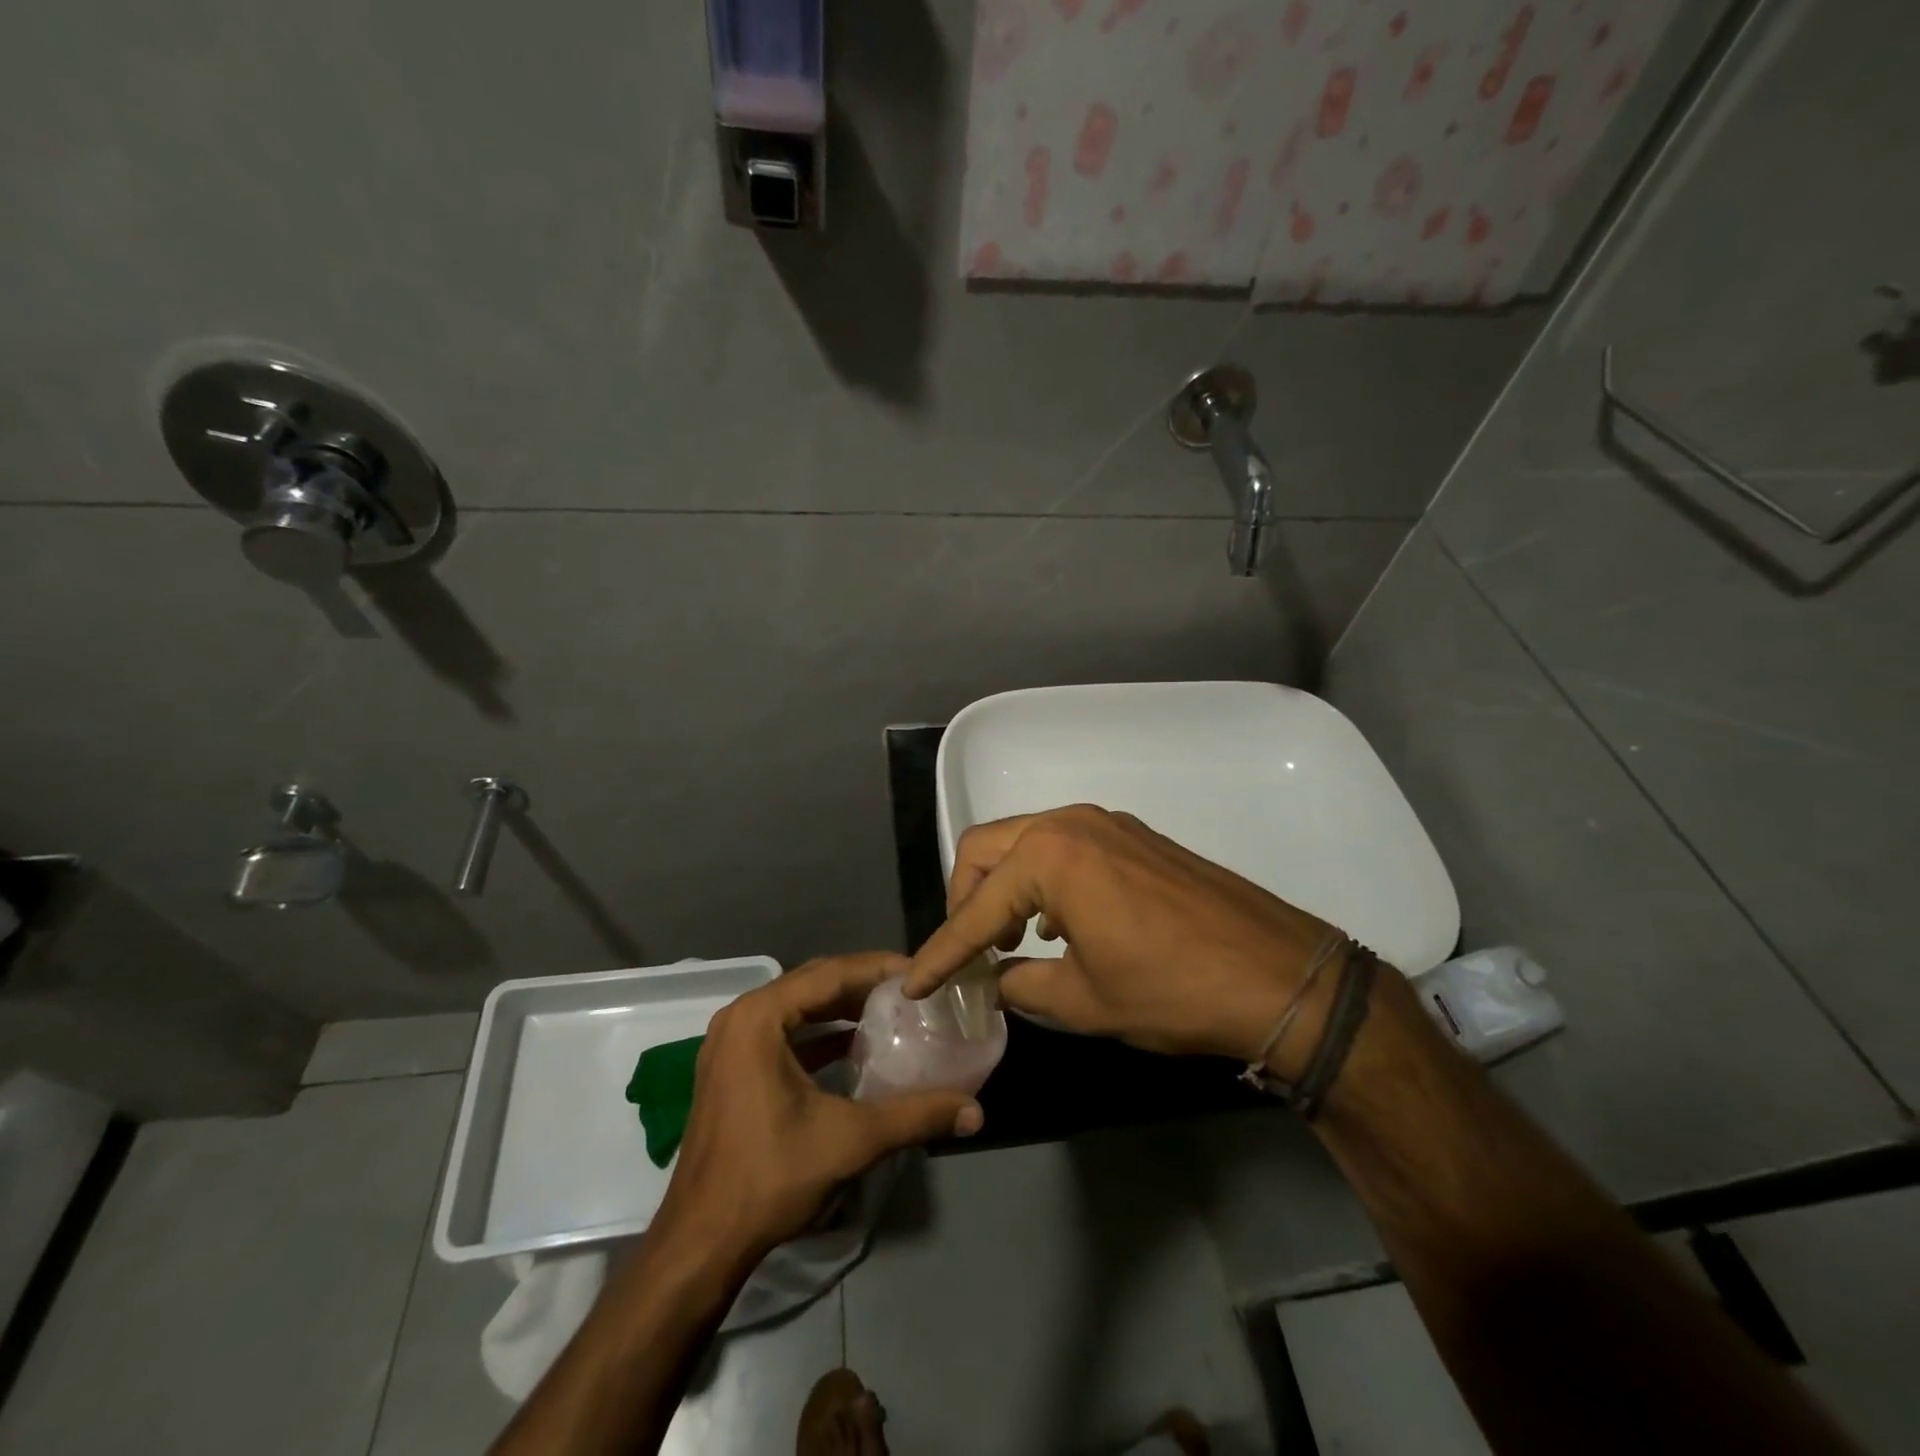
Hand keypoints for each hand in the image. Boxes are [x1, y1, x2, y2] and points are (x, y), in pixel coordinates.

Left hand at [650, 952, 983, 1263]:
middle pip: (813, 983)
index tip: (920, 972)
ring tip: (892, 1009)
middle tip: (912, 989)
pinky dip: (820, 1032)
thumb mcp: (850, 1140)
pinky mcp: (733, 1068)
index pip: (829, 973)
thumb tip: (975, 1111)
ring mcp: (731, 1043)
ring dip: (842, 1006)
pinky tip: (856, 1044)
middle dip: (863, 983)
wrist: (701, 1242)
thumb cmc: (770, 1178)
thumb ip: (915, 1116)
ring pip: (798, 1006)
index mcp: (759, 1018)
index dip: (878, 968)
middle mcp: (740, 1017)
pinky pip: (784, 1031)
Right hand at [905, 806, 1343, 1075]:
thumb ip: (1024, 985)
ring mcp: (1107, 823)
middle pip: (987, 848)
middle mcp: (1070, 823)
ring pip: (1026, 841)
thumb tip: (998, 979)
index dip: (942, 952)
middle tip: (967, 950)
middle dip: (964, 898)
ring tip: (1010, 939)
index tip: (915, 983)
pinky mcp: (1134, 835)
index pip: (975, 909)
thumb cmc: (1171, 989)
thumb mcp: (1084, 1000)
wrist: (1277, 974)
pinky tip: (1060, 924)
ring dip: (1005, 885)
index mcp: (1049, 858)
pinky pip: (1065, 846)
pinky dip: (1044, 878)